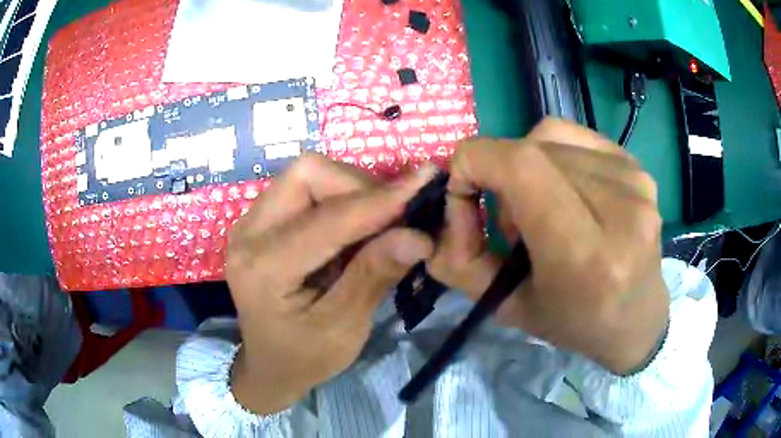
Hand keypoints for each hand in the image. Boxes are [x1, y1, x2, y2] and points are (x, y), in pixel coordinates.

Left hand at [226, 155, 435, 413]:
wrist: (271, 364)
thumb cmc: (305, 356)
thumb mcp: (343, 328)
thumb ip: (374, 276)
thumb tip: (418, 235)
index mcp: (264, 268)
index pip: (328, 218)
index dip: (379, 201)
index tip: (425, 183)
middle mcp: (248, 233)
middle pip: (308, 174)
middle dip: (358, 188)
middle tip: (392, 219)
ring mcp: (250, 222)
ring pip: (307, 174)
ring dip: (350, 190)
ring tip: (376, 225)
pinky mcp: (260, 220)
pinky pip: (303, 188)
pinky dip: (337, 197)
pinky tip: (354, 227)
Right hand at [428, 118, 669, 374]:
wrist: (637, 318)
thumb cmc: (575, 322)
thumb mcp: (508, 306)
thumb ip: (461, 261)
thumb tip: (444, 208)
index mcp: (586, 255)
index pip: (521, 167)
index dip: (476, 163)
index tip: (464, 190)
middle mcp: (620, 209)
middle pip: (532, 150)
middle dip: (499, 175)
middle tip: (508, 220)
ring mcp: (634, 182)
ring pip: (549, 139)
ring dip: (528, 169)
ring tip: (542, 209)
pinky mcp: (637, 167)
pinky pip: (573, 137)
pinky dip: (552, 155)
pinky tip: (563, 188)